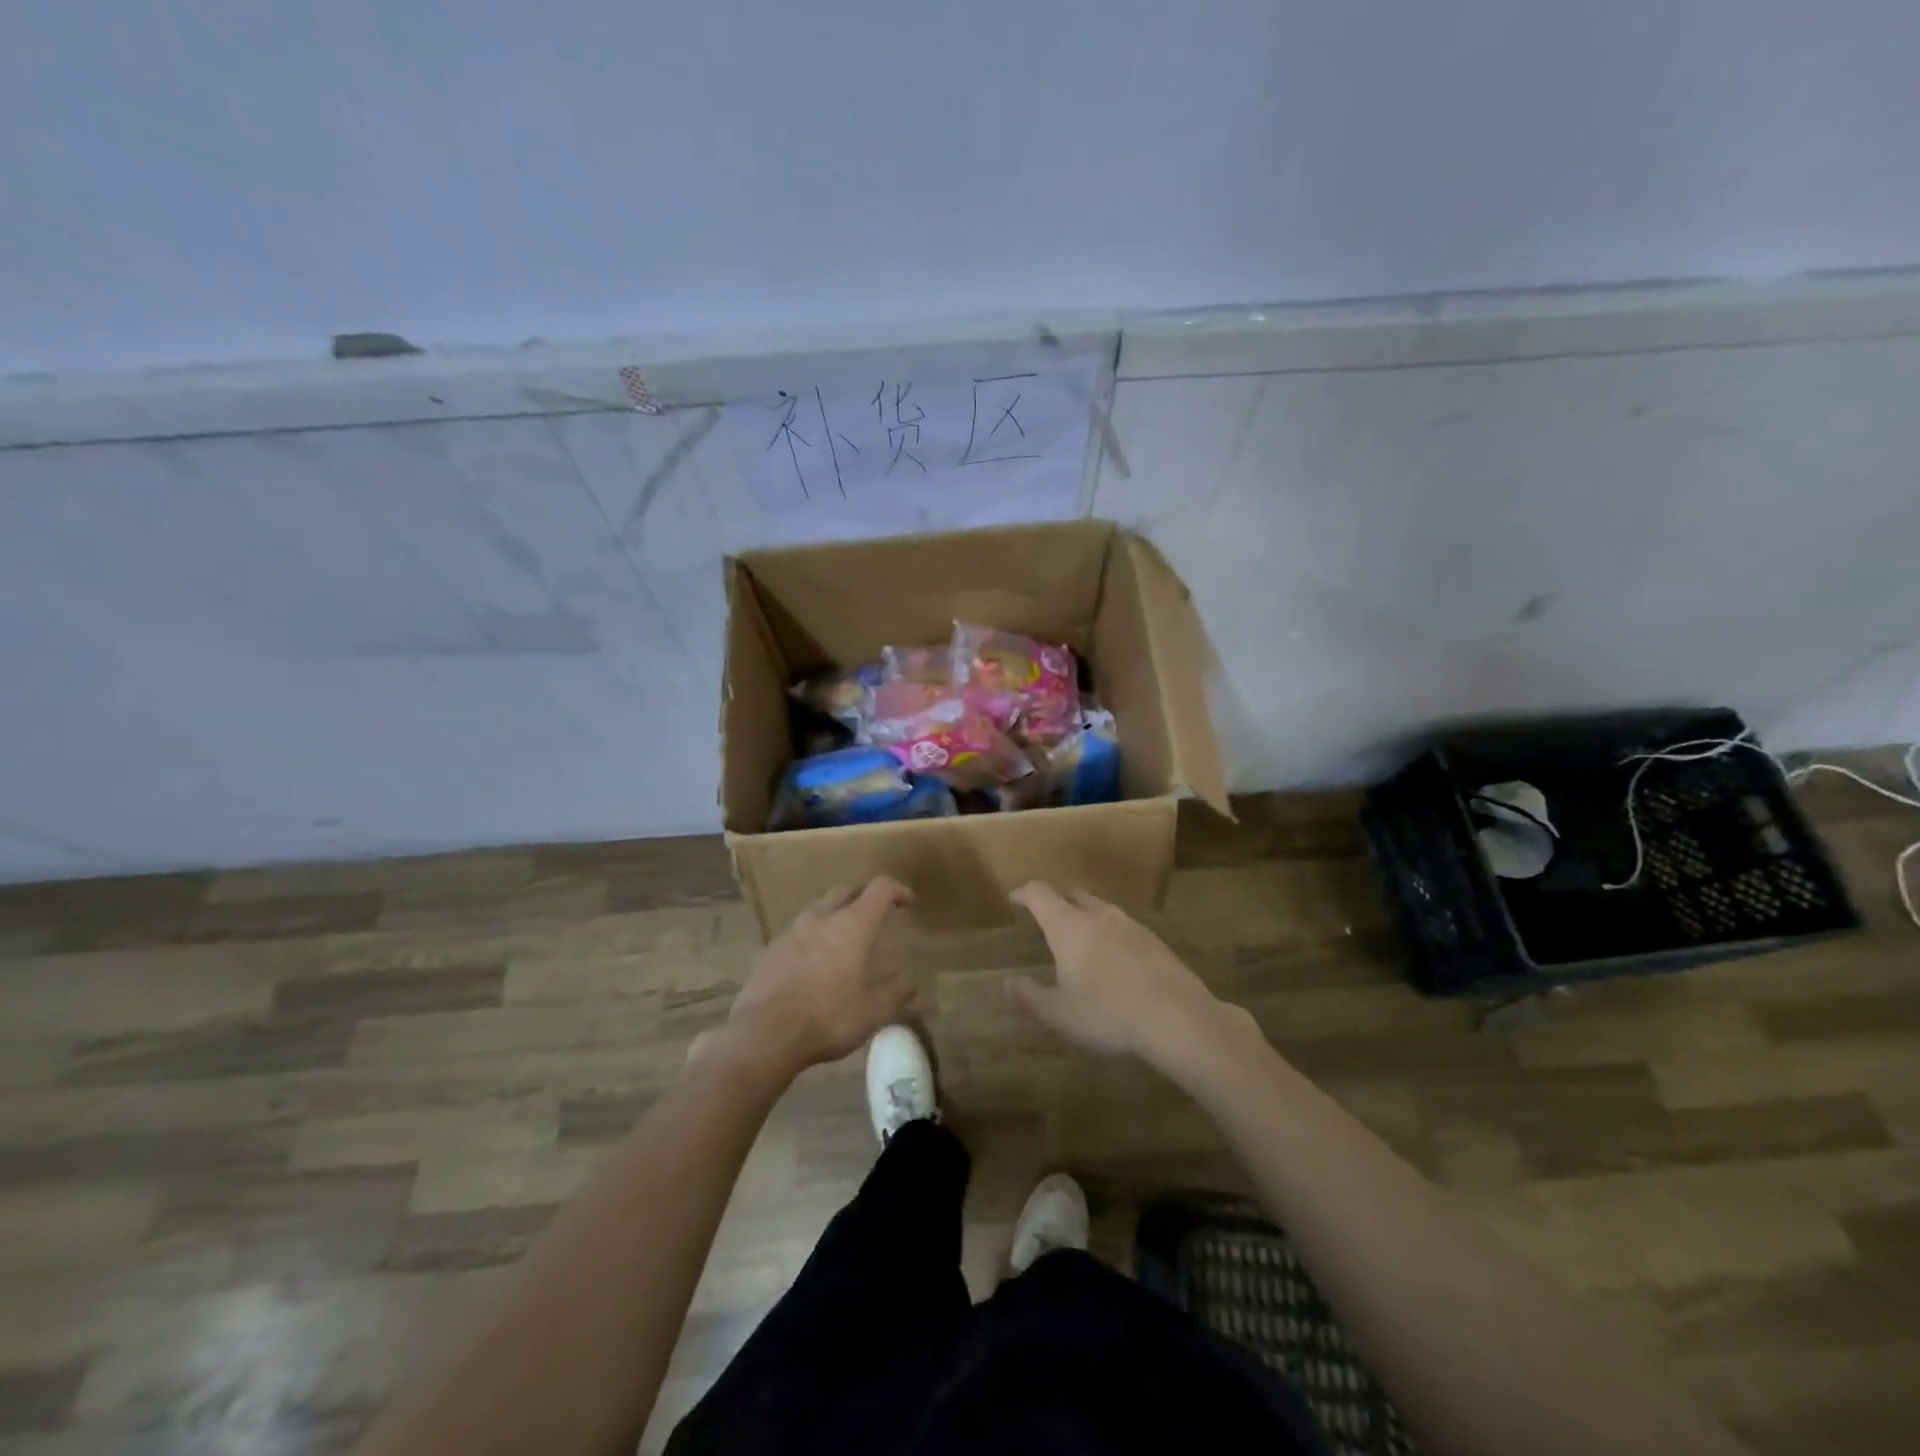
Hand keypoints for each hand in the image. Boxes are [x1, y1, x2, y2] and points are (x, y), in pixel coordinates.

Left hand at [721, 878, 914, 1075]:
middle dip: (863, 896)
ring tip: (843, 936)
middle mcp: (821, 918)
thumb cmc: (827, 1018)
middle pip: (846, 890)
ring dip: (835, 913)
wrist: (764, 1034)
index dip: (897, 890)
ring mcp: (792, 931)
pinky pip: (798, 931)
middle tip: (875, 914)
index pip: (879, 889)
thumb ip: (896, 993)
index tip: (907, 901)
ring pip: (819, 907)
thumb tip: (913, 982)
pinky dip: (812, 935)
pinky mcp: (771, 950)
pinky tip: (814, 960)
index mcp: (852, 925)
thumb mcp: (872, 1012)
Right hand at [1006, 883, 1240, 1063]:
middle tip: (1047, 918)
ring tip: (1081, 940)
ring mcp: (1130, 925)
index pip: (1040, 894)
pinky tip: (1114, 960)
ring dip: (1086, 916)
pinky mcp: (1155, 941)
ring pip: (1101, 909)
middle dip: (1057, 902)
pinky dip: (1111, 934)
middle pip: (1073, 894)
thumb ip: (1030, 996)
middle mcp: (1098, 915)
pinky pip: (1123, 928)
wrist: (1177, 1017)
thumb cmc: (1107, 1013)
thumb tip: (1008, 983)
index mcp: (1068, 926)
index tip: (1014, 899)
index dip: (1024, 893)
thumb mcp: (1059, 1014)